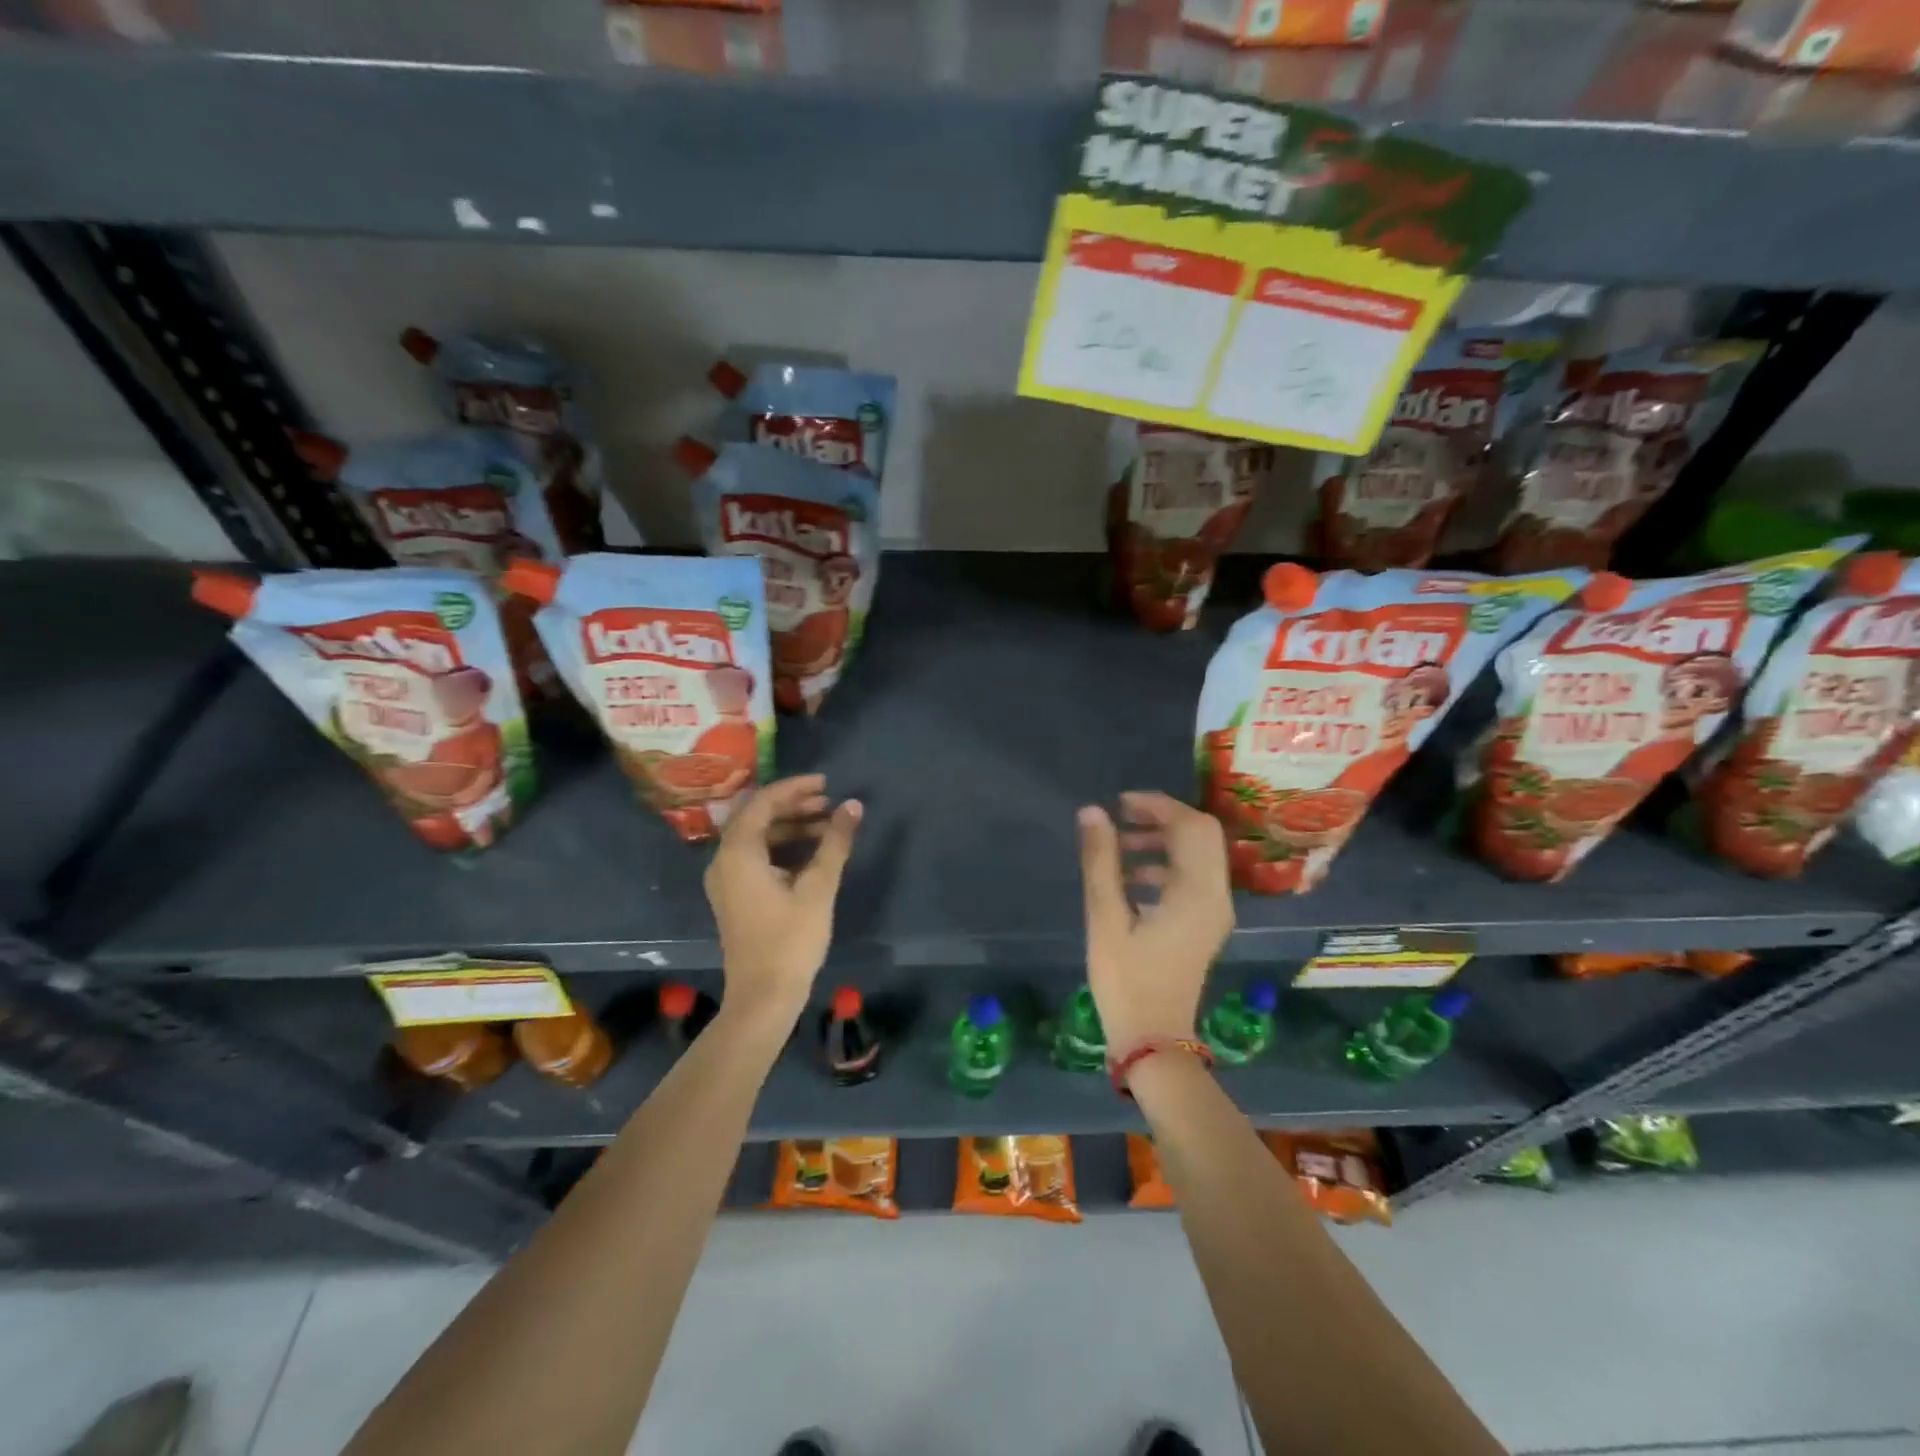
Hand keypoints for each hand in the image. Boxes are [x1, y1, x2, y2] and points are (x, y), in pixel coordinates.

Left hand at [705, 774, 861, 1028]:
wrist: (764, 997)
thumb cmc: (791, 939)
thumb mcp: (819, 887)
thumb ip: (835, 842)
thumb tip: (853, 805)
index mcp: (738, 852)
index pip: (763, 802)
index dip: (795, 788)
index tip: (826, 783)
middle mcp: (724, 860)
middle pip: (757, 817)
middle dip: (794, 806)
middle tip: (830, 804)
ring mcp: (727, 880)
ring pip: (758, 837)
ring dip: (791, 826)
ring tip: (828, 826)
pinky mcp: (735, 896)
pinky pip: (756, 857)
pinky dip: (783, 847)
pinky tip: (813, 853)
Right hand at [1078, 791, 1234, 1051]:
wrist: (1154, 1039)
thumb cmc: (1127, 980)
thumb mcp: (1105, 917)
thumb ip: (1101, 861)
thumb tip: (1093, 812)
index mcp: (1197, 892)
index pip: (1191, 826)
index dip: (1157, 805)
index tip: (1119, 803)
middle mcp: (1216, 896)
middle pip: (1201, 835)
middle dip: (1162, 818)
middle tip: (1121, 817)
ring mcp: (1214, 911)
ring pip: (1198, 855)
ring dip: (1163, 841)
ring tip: (1119, 845)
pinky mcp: (1205, 924)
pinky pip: (1193, 877)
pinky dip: (1166, 865)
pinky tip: (1130, 878)